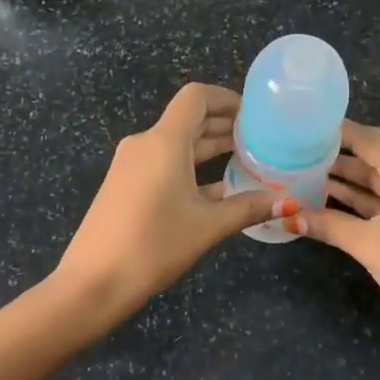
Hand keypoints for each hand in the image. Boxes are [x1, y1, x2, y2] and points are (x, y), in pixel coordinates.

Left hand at [57, 83, 289, 315]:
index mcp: (164, 141)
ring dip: (209, 148)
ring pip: (177, 144)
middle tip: (260, 139)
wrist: (92, 282)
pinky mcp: (125, 185)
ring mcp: (132, 165)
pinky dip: (191, 168)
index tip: (254, 115)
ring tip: (246, 160)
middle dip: (223, 124)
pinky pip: (164, 164)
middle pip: (189, 119)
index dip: (227, 98)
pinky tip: (218, 189)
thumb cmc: (153, 245)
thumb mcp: (207, 226)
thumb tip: (287, 203)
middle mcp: (145, 144)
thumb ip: (248, 208)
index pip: (196, 97)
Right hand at [299, 121, 379, 333]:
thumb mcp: (368, 243)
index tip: (306, 127)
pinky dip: (361, 199)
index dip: (337, 132)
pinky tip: (331, 201)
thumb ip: (328, 225)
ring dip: (347, 180)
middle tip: (299, 152)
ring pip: (378, 180)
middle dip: (337, 156)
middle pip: (373, 157)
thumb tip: (288, 218)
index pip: (368, 139)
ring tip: (306, 175)